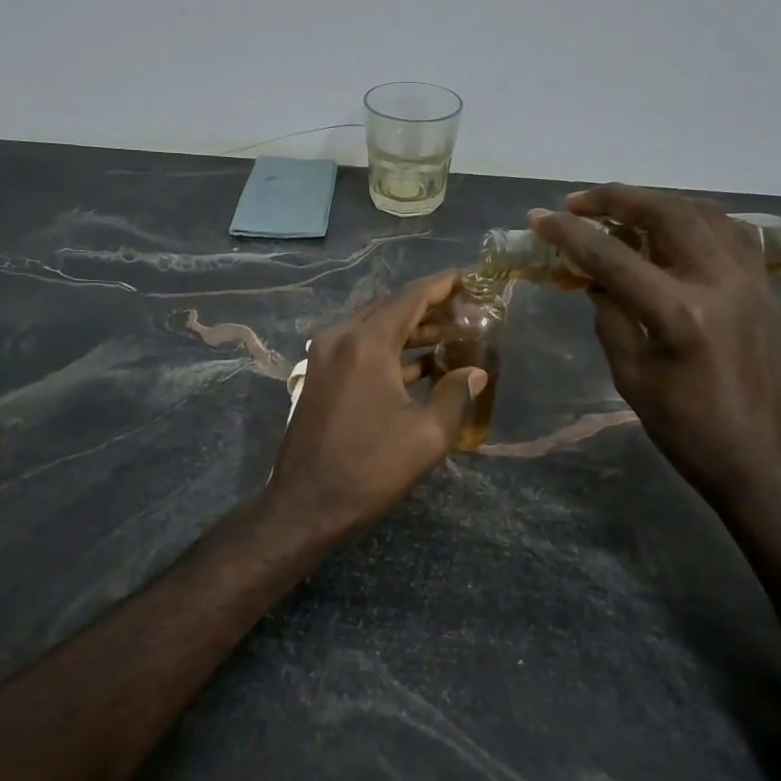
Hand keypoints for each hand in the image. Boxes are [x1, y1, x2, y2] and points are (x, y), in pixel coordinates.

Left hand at [268, 271, 487, 538]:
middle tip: (467, 309)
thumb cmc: (369, 468)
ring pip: (374, 329)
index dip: (442, 285)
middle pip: (390, 309)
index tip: (470, 276)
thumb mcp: (426, 435)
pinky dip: (390, 351)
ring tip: (452, 334)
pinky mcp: (319, 377)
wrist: (306, 504)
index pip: (410, 297)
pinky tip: (420, 365)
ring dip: (411, 331)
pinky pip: (360, 349)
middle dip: (429, 307)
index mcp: (365, 342)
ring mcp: (324, 356)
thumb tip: (475, 373)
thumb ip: (455, 394)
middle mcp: (340, 337)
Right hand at [529, 186, 780, 510]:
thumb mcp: (632, 377)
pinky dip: (696, 218)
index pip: (612, 256)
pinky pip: (730, 232)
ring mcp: (750, 279)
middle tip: (579, 202)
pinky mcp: (766, 287)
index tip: (538, 217)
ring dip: (656, 202)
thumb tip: (596, 279)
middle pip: (664, 214)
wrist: (762, 460)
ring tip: (622, 207)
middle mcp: (718, 281)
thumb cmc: (687, 430)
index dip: (570, 233)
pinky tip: (674, 226)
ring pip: (702, 213)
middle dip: (616, 199)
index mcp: (678, 312)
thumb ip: (611, 318)